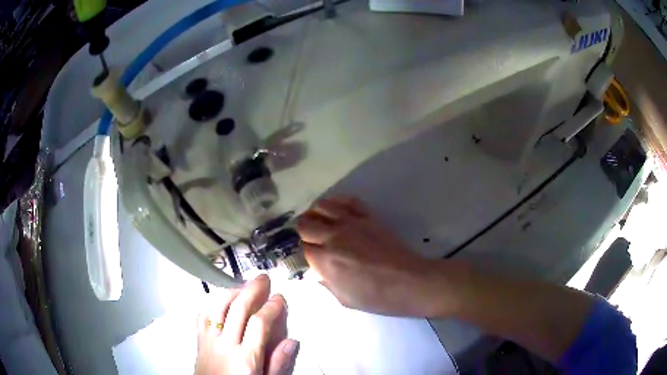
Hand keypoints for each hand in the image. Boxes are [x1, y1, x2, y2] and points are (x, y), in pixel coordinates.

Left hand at [195, 274, 298, 374]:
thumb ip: (278, 364)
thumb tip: (291, 341)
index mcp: (245, 358)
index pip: (259, 324)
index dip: (271, 307)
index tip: (280, 298)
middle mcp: (225, 346)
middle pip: (237, 309)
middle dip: (252, 290)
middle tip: (263, 279)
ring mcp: (209, 342)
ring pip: (217, 308)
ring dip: (231, 292)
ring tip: (243, 286)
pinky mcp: (199, 342)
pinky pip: (202, 317)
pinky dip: (212, 304)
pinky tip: (220, 301)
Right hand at [297, 197, 447, 315]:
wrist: (410, 282)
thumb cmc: (377, 297)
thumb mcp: (344, 299)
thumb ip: (325, 282)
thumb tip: (316, 270)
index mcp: (327, 261)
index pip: (302, 248)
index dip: (306, 254)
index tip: (312, 259)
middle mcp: (335, 237)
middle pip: (306, 223)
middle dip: (305, 232)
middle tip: (313, 241)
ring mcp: (352, 223)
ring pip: (321, 206)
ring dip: (317, 215)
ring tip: (322, 224)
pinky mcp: (368, 216)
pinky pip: (347, 200)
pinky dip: (337, 203)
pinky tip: (337, 213)